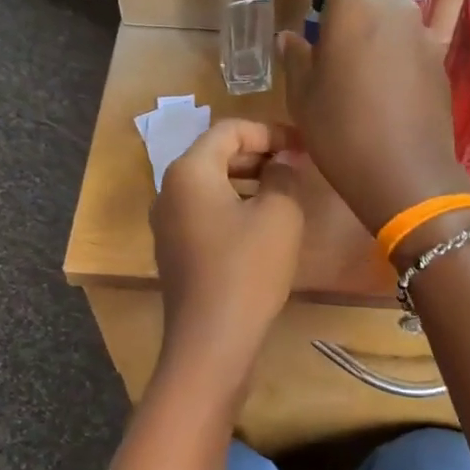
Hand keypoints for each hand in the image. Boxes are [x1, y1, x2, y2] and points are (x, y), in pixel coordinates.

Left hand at [151, 119, 305, 392]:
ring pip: (209, 185)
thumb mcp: (279, 214)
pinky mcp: (173, 251)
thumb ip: (284, 174)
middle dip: (258, 154)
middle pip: (215, 155)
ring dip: (247, 181)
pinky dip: (232, 207)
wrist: (211, 339)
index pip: (229, 130)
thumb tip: (283, 159)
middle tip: (296, 166)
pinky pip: (204, 213)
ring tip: (284, 194)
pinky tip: (261, 226)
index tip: (303, 146)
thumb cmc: (247, 269)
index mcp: (189, 171)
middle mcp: (168, 190)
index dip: (270, 131)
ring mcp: (166, 223)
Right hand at [277, 0, 469, 233]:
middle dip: (351, 10)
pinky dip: (393, 58)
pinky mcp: (439, 64)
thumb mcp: (303, 100)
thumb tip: (292, 37)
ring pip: (391, 22)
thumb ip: (296, 59)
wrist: (407, 176)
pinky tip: (382, 94)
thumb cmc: (342, 134)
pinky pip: (409, 47)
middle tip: (330, 46)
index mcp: (355, 8)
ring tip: (356, 76)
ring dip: (373, 36)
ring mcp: (423, 37)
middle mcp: (395, 10)